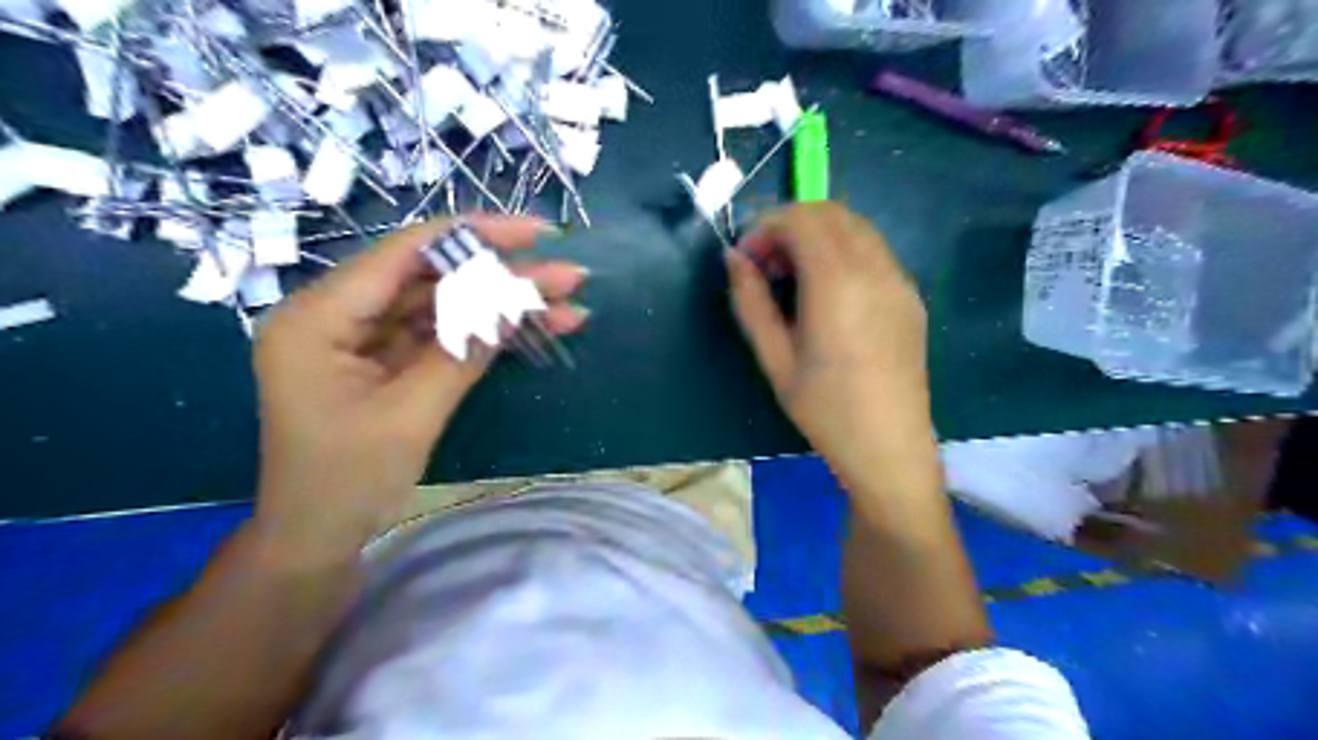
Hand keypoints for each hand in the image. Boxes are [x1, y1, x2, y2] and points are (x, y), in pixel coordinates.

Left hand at [252, 217, 586, 563]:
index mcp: (319, 317)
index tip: (535, 234)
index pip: (405, 254)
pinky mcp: (389, 362)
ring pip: (445, 307)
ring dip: (505, 308)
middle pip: (433, 279)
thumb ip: (463, 350)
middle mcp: (338, 315)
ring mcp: (366, 339)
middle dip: (505, 278)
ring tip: (569, 306)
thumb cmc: (347, 482)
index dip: (475, 236)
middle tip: (568, 276)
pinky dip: (487, 335)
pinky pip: (443, 336)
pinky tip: (535, 331)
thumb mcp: (411, 414)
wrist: (318, 541)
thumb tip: (517, 301)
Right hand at [727, 201, 931, 492]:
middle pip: (830, 211)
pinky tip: (827, 291)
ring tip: (793, 277)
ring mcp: (899, 279)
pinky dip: (842, 250)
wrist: (889, 446)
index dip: (765, 228)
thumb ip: (751, 302)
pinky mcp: (910, 295)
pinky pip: (874, 250)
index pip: (801, 219)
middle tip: (766, 266)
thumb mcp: (774, 358)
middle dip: (790, 224)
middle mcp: (874, 268)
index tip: (745, 260)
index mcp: (837, 282)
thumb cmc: (825, 409)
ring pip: (855, 226)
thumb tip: (734, 259)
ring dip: (817, 235)